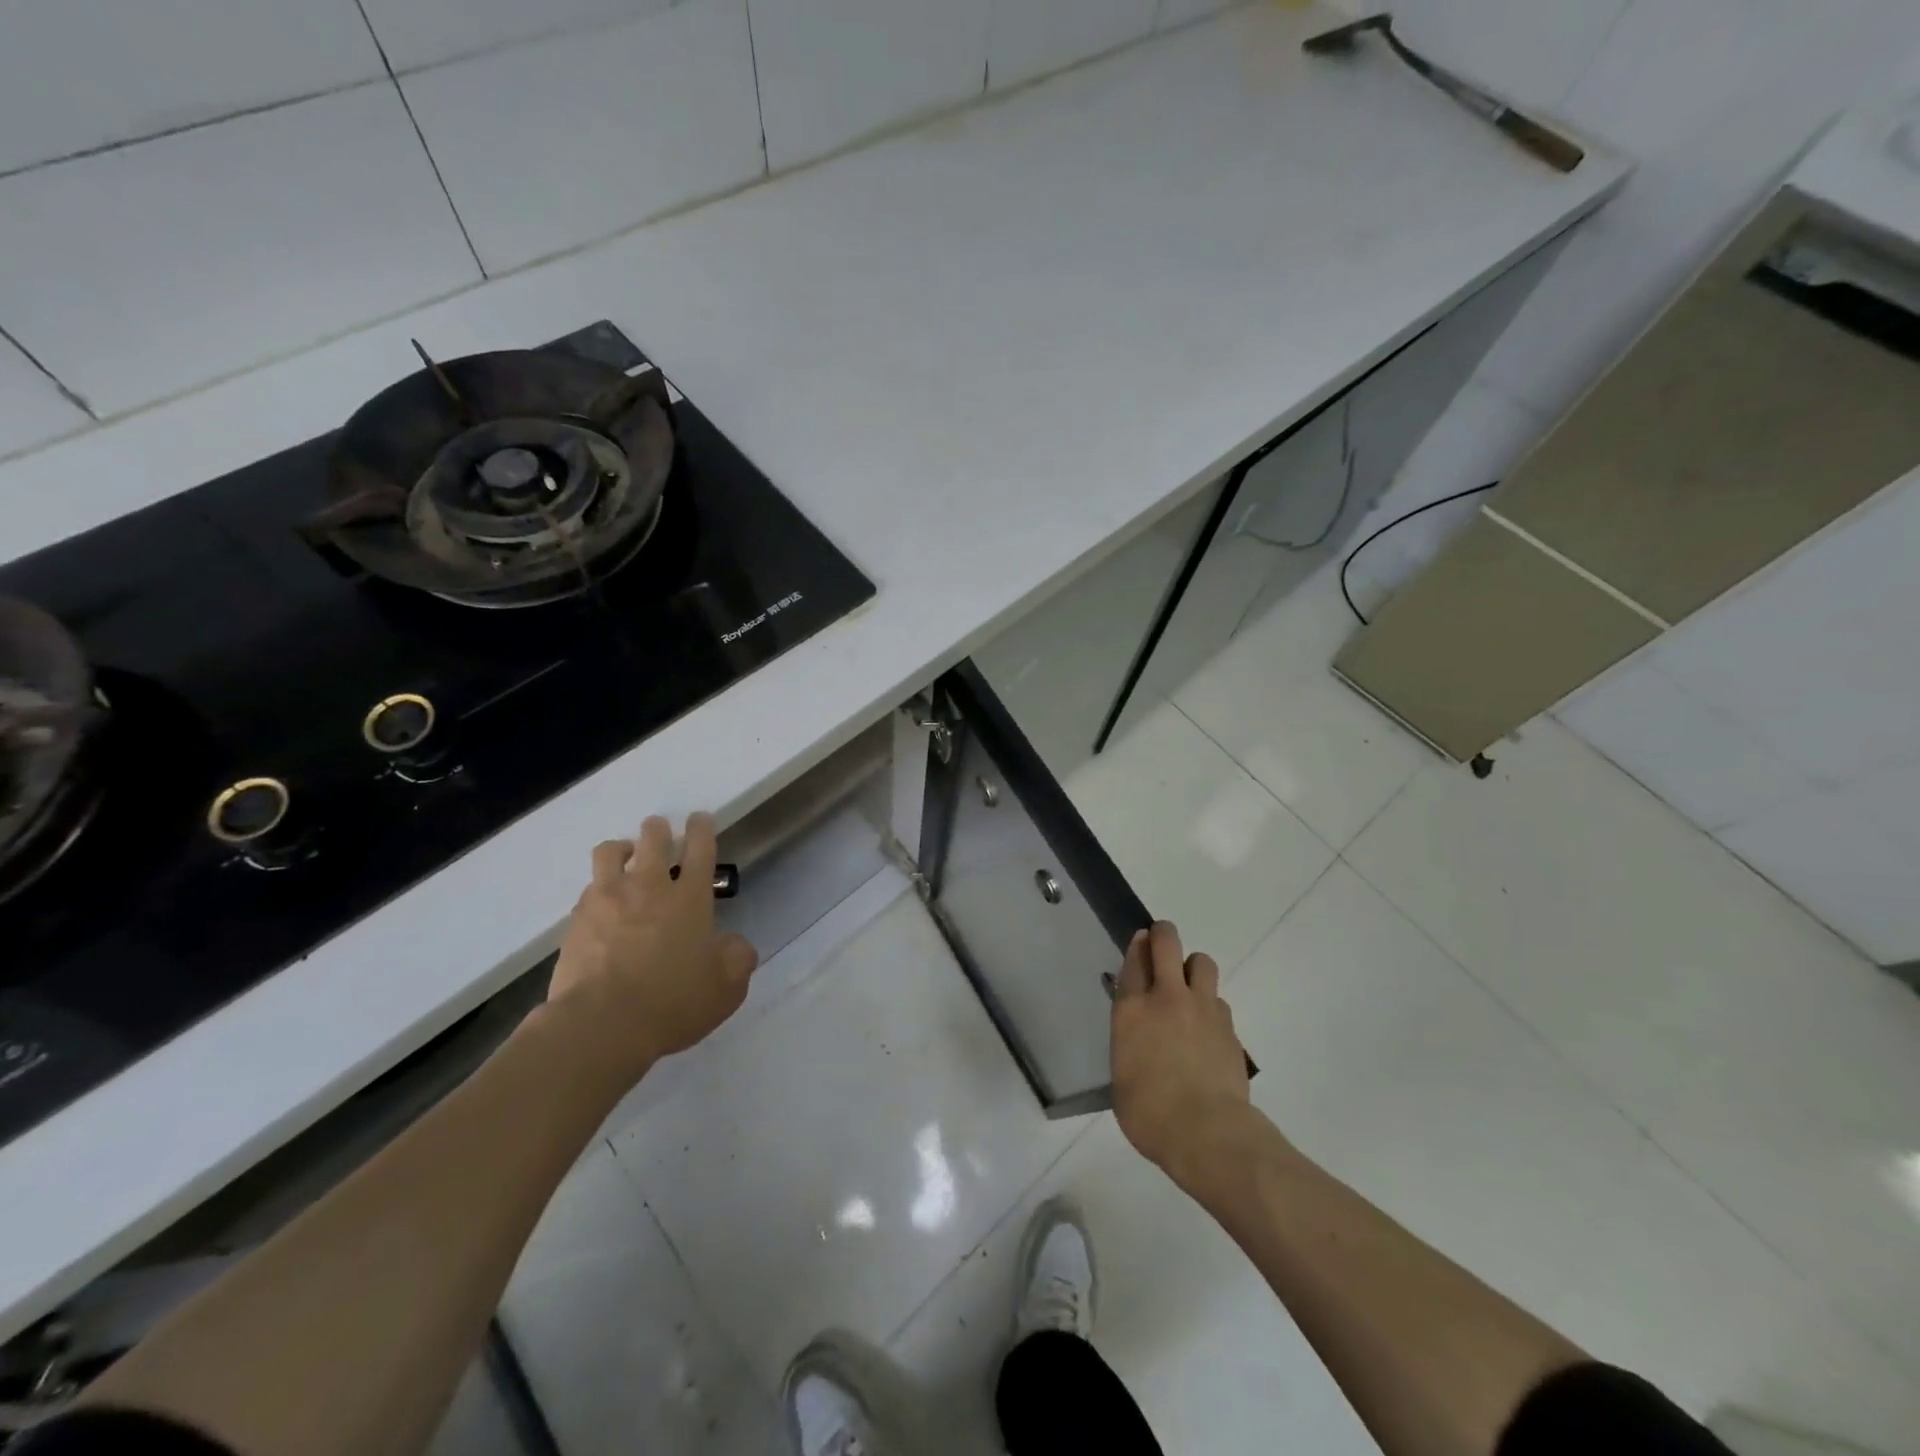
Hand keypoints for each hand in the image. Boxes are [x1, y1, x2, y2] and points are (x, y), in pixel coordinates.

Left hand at [547, 813, 758, 1085]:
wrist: (602, 1025)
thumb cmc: (674, 1003)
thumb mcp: (727, 988)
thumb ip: (737, 957)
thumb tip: (732, 943)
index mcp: (690, 898)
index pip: (700, 848)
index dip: (702, 828)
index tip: (701, 818)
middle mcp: (649, 888)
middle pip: (653, 838)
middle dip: (659, 828)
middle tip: (661, 832)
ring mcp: (607, 900)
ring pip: (610, 852)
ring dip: (622, 848)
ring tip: (625, 857)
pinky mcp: (576, 921)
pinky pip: (588, 890)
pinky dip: (598, 890)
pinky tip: (602, 906)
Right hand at [1111, 921, 1250, 1185]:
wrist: (1207, 1133)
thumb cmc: (1149, 1113)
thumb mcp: (1121, 1075)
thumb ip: (1128, 1043)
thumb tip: (1137, 1037)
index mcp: (1132, 1009)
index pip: (1134, 959)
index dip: (1137, 946)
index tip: (1140, 942)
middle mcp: (1167, 997)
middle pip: (1167, 942)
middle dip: (1163, 934)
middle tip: (1161, 944)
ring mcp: (1202, 1008)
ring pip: (1202, 962)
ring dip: (1193, 968)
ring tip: (1188, 989)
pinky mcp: (1229, 1027)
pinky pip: (1219, 1000)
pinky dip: (1211, 1006)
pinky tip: (1207, 1029)